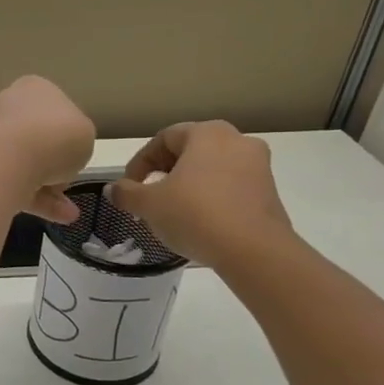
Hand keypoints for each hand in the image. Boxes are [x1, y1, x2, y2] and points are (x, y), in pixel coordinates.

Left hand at [0, 76, 95, 222]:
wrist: (10, 158)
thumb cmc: (57, 136)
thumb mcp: (85, 132)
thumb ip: (76, 139)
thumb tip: (62, 155)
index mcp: (31, 88)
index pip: (51, 108)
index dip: (67, 133)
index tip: (75, 153)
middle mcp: (5, 106)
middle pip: (34, 137)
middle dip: (52, 163)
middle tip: (66, 181)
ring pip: (23, 164)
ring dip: (47, 187)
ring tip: (67, 213)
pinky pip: (12, 183)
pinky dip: (35, 200)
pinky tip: (59, 217)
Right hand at [106, 120, 293, 269]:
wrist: (254, 251)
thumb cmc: (195, 215)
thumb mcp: (149, 205)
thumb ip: (127, 193)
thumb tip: (113, 189)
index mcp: (206, 133)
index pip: (163, 138)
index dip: (140, 162)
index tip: (129, 187)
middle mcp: (236, 140)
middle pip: (190, 150)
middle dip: (165, 172)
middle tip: (150, 196)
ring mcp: (259, 165)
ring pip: (212, 168)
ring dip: (188, 185)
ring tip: (173, 211)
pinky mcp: (270, 191)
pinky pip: (231, 186)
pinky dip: (211, 197)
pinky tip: (200, 221)